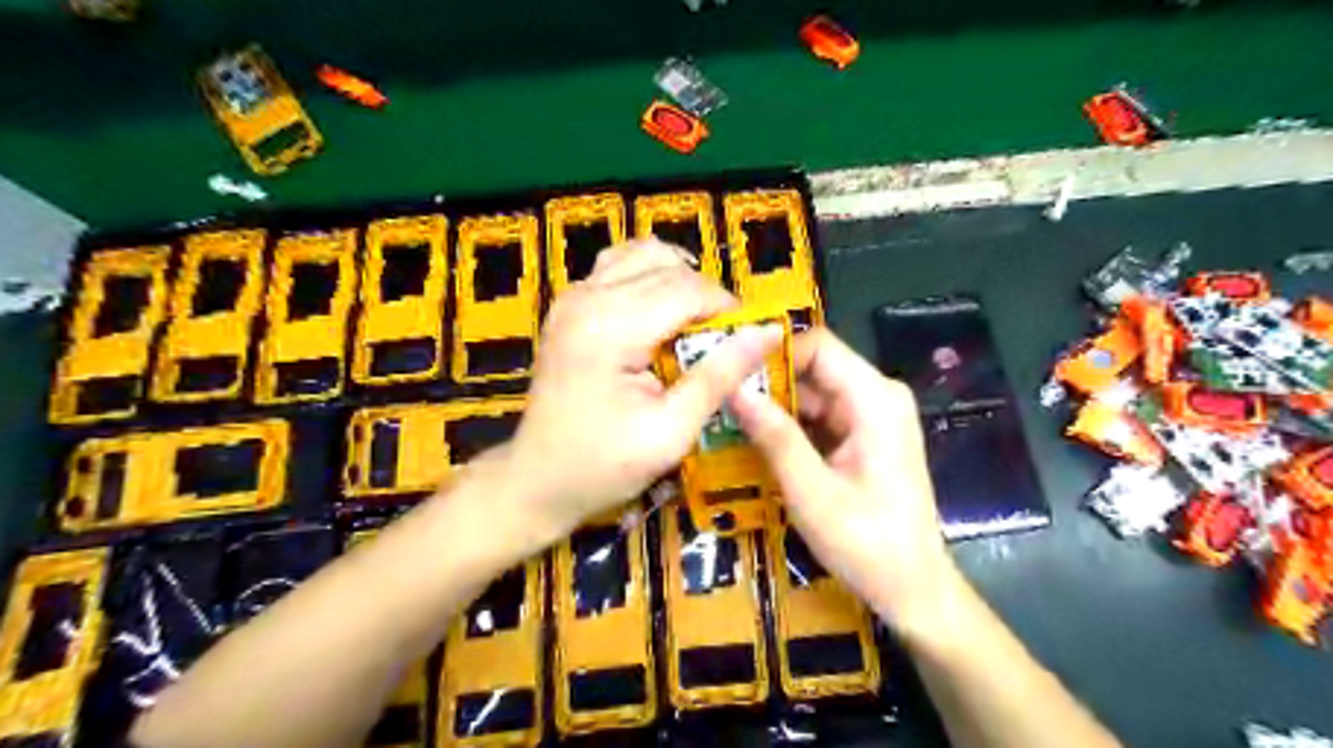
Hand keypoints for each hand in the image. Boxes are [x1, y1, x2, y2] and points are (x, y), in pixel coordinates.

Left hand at [509, 243, 782, 544]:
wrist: (536, 480)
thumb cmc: (602, 466)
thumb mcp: (670, 431)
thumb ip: (718, 375)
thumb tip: (767, 333)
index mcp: (610, 327)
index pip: (687, 288)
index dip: (727, 308)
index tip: (749, 339)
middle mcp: (587, 297)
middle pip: (667, 266)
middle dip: (706, 296)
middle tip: (723, 339)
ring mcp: (572, 296)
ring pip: (643, 254)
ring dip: (678, 280)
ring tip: (693, 324)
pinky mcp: (569, 305)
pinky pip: (619, 268)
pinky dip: (649, 279)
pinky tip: (660, 316)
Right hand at [728, 326, 958, 637]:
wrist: (912, 589)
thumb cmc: (867, 544)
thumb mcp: (812, 492)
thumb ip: (774, 436)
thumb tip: (734, 388)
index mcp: (874, 400)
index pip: (818, 346)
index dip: (772, 353)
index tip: (730, 372)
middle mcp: (877, 396)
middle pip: (814, 367)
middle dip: (767, 381)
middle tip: (718, 399)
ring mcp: (871, 416)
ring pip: (812, 392)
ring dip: (774, 405)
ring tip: (726, 417)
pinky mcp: (863, 436)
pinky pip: (819, 416)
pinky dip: (789, 425)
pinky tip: (755, 438)